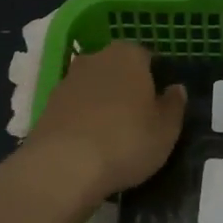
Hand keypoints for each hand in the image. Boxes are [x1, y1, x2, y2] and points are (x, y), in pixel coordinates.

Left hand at [20, 41, 185, 205]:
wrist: (62, 168)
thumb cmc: (126, 141)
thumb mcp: (166, 129)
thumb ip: (174, 105)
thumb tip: (176, 89)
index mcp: (128, 54)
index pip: (148, 57)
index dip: (156, 79)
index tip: (160, 103)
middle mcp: (95, 58)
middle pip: (117, 70)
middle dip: (127, 88)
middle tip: (139, 119)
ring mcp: (67, 81)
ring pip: (94, 88)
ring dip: (103, 104)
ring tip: (114, 137)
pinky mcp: (46, 106)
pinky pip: (75, 109)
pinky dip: (83, 121)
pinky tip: (90, 145)